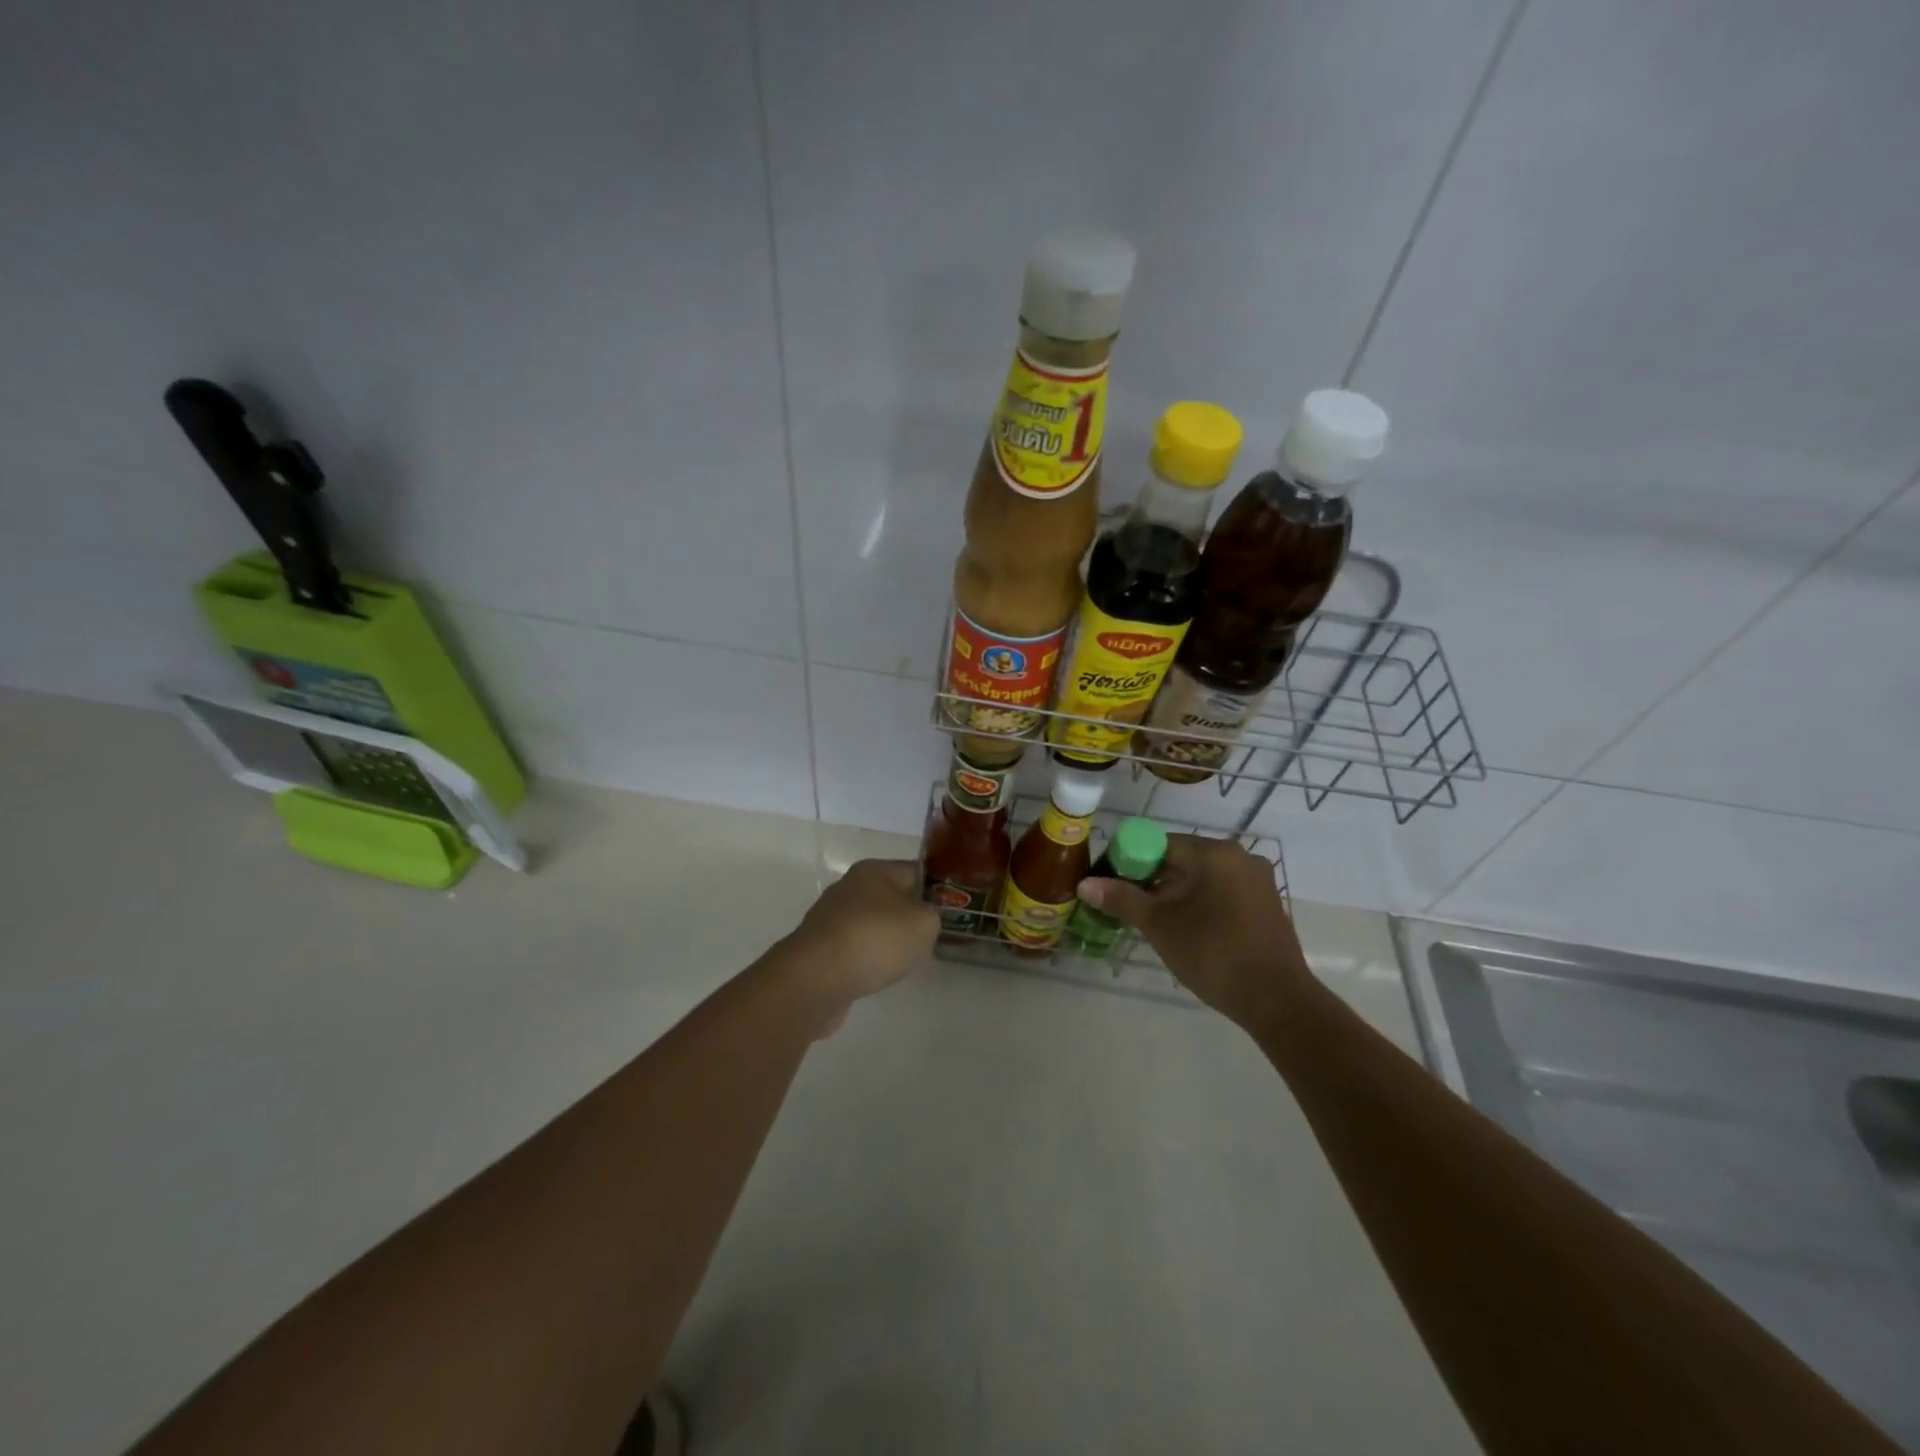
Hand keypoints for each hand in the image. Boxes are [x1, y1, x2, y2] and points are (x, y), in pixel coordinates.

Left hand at [782, 859, 938, 1012]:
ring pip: (872, 924)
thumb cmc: (875, 939)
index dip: (937, 888)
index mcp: (874, 870)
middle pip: (891, 897)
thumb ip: (933, 915)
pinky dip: (868, 960)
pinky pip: (854, 949)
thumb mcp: (924, 923)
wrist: (816, 979)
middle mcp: (849, 887)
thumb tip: (922, 919)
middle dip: (911, 916)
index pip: (915, 870)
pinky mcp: (819, 948)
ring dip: (888, 940)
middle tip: (932, 937)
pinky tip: (877, 975)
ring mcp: (830, 918)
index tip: (953, 909)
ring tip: (906, 960)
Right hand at [1076, 835, 1310, 1029]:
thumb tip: (1085, 884)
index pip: (1158, 843)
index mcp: (1214, 853)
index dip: (1127, 861)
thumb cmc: (1213, 954)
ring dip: (1172, 893)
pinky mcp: (1265, 903)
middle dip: (1149, 879)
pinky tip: (1184, 928)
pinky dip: (1197, 902)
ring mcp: (1257, 880)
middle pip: (1180, 858)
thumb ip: (1122, 899)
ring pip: (1200, 877)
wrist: (1276, 1001)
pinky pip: (1220, 891)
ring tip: (1150, 921)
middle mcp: (1239, 856)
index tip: (1108, 884)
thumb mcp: (1160, 926)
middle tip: (1125, 905)